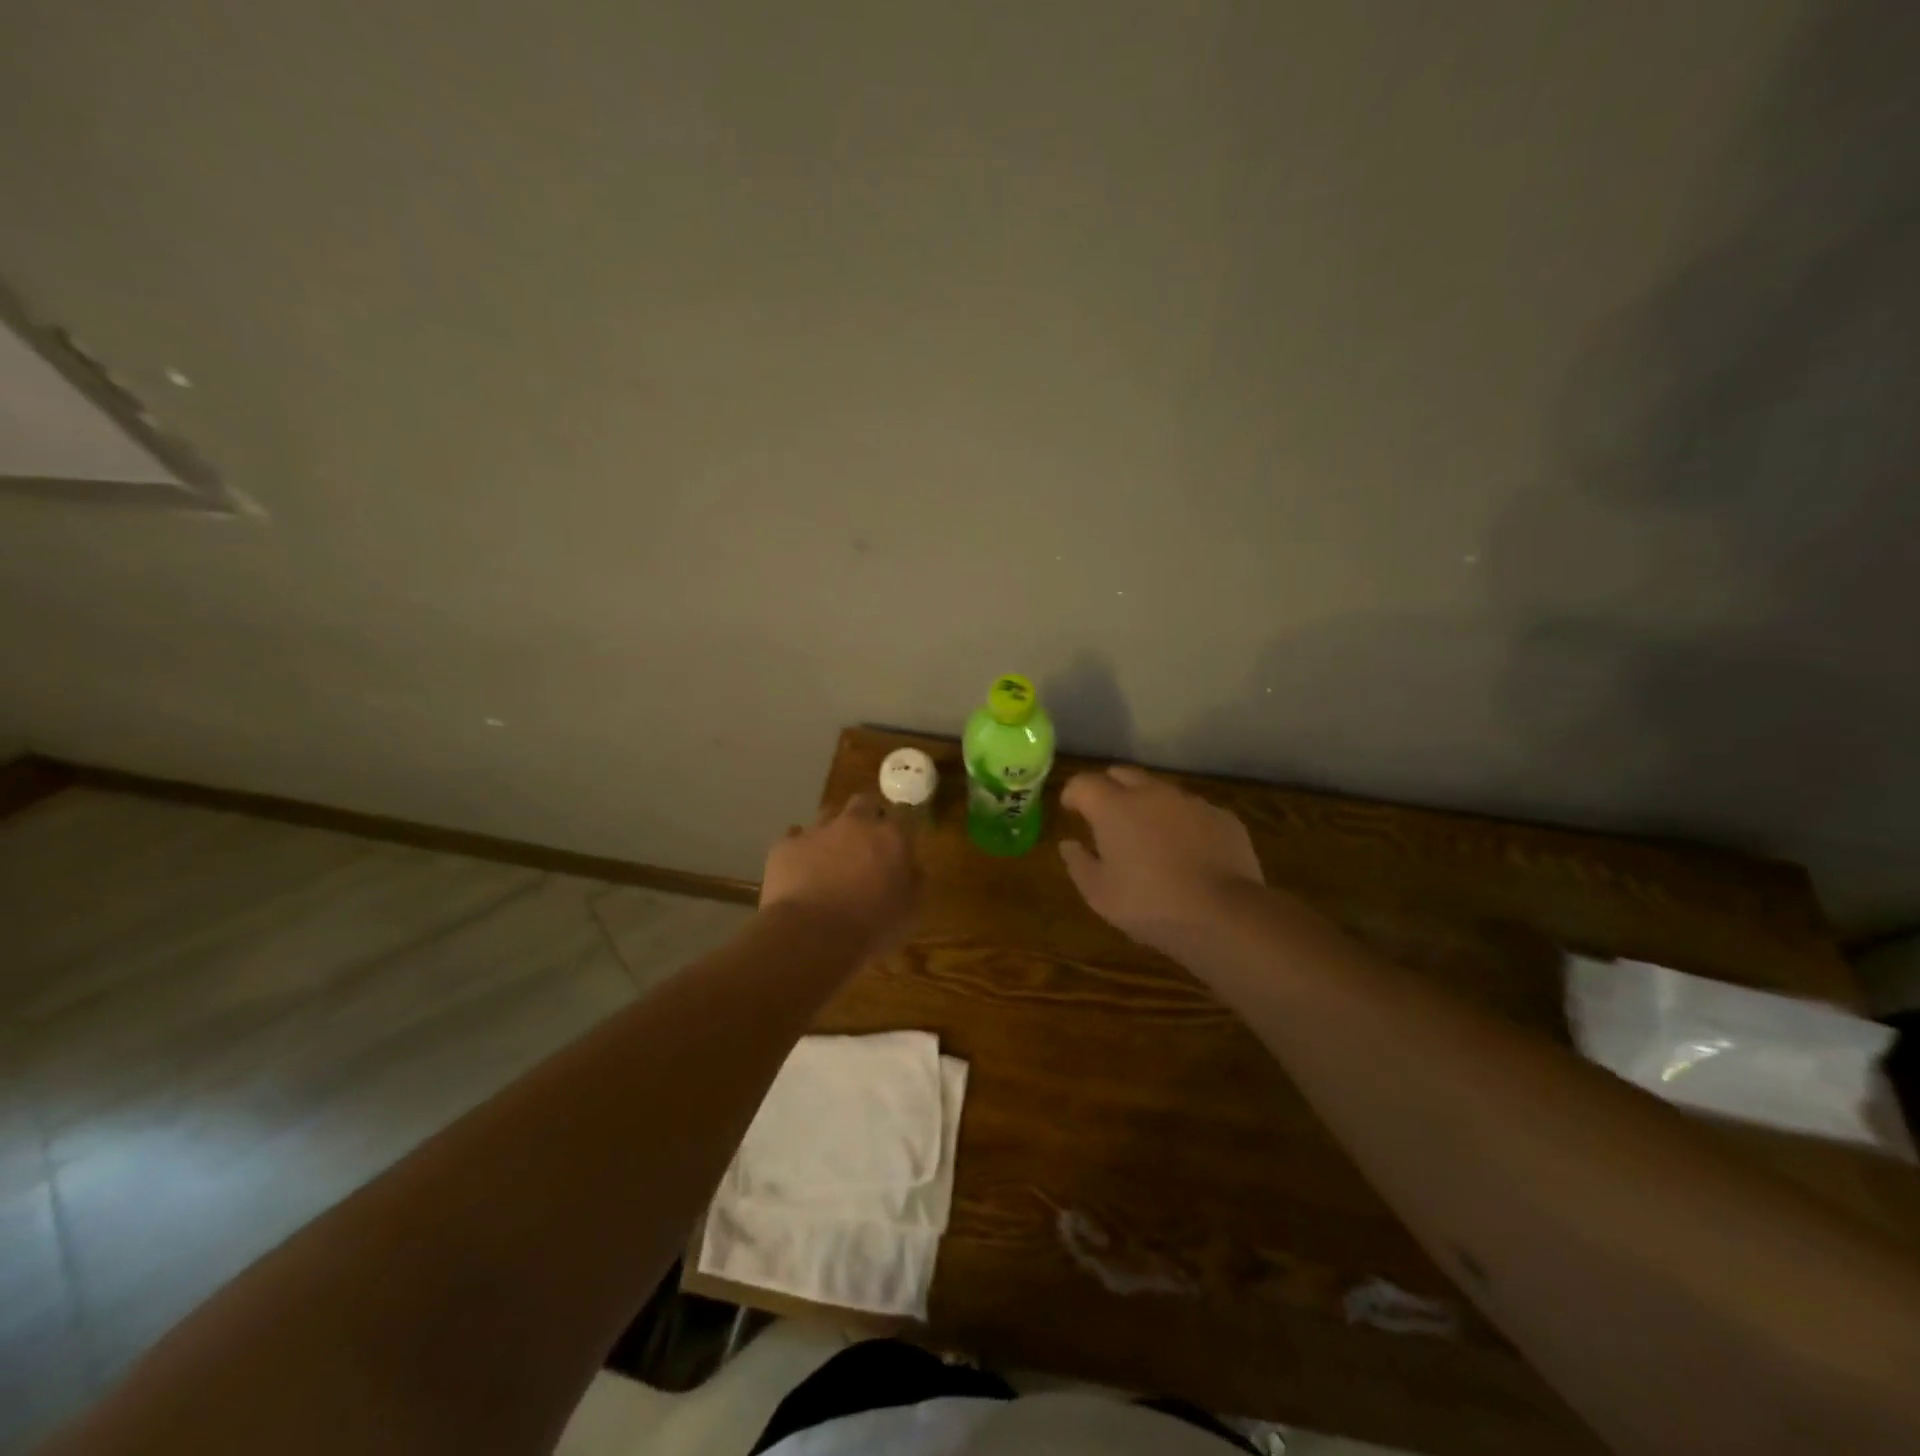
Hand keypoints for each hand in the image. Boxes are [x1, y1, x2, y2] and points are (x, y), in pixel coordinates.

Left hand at [760, 793, 917, 955]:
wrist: (810, 936)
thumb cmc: (870, 928)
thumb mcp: (910, 913)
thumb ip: (914, 882)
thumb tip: (912, 867)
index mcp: (891, 837)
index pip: (904, 815)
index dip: (901, 828)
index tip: (899, 844)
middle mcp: (855, 823)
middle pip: (864, 802)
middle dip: (867, 816)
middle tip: (866, 843)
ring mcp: (818, 830)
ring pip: (828, 814)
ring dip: (833, 829)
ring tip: (831, 855)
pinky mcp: (786, 845)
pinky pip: (795, 836)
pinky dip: (801, 847)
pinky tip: (801, 867)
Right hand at [1060, 765, 1263, 955]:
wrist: (1223, 914)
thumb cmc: (1149, 905)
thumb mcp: (1099, 894)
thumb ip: (1078, 863)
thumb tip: (1069, 844)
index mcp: (1114, 807)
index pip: (1083, 783)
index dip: (1073, 794)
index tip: (1071, 811)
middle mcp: (1151, 793)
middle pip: (1122, 774)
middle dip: (1109, 788)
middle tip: (1105, 816)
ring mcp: (1190, 802)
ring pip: (1160, 790)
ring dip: (1147, 805)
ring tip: (1148, 835)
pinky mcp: (1222, 816)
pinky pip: (1193, 810)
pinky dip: (1182, 822)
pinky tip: (1186, 851)